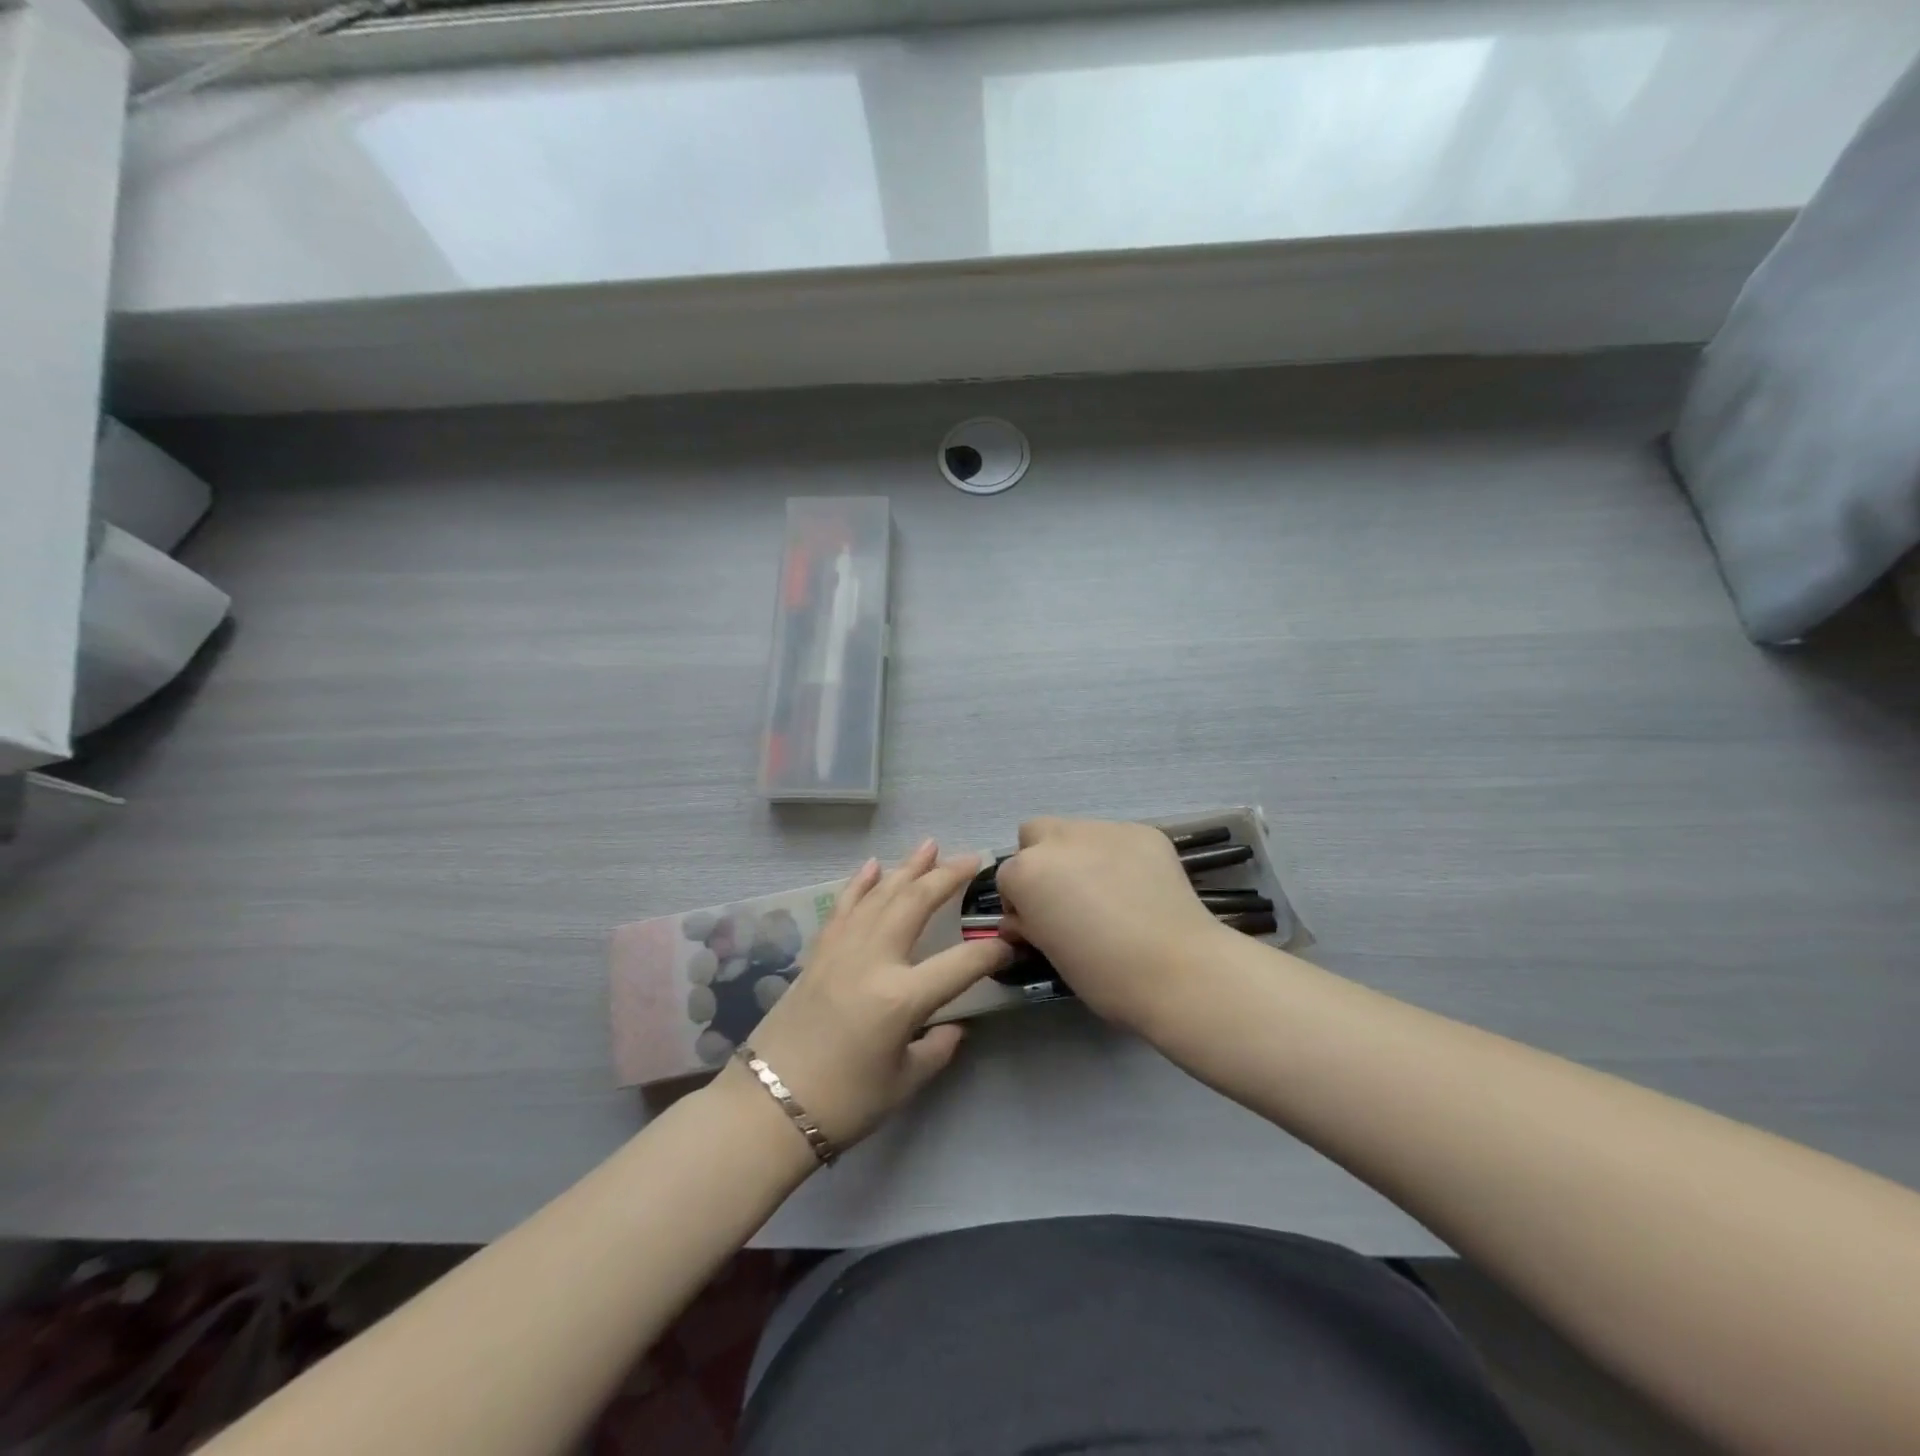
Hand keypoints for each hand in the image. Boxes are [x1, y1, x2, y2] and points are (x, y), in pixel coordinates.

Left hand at [725, 840, 1012, 1153]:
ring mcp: (842, 951)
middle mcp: (873, 961)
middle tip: (972, 858)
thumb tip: (954, 1026)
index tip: (1011, 942)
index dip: (992, 951)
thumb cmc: (843, 1104)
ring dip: (907, 868)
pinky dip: (859, 884)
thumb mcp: (904, 1082)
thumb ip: (937, 1048)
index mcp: (902, 998)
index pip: (962, 963)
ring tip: (930, 845)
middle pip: (916, 904)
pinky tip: (873, 865)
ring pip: (880, 896)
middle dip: (947, 877)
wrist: (768, 1108)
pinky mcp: (818, 954)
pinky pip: (843, 907)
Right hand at [996, 817, 1228, 1031]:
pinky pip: (1117, 839)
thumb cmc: (1103, 974)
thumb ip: (1030, 924)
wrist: (1178, 970)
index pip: (1007, 877)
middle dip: (1041, 859)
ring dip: (1079, 855)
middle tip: (1065, 897)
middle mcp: (1059, 839)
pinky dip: (1118, 857)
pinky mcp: (1144, 831)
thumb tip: (1024, 918)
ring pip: (1077, 832)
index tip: (1038, 924)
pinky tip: (1138, 888)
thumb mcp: (1049, 952)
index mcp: (1027, 871)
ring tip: (1108, 891)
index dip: (1020, 902)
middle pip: (1034, 834)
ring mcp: (1104, 829)